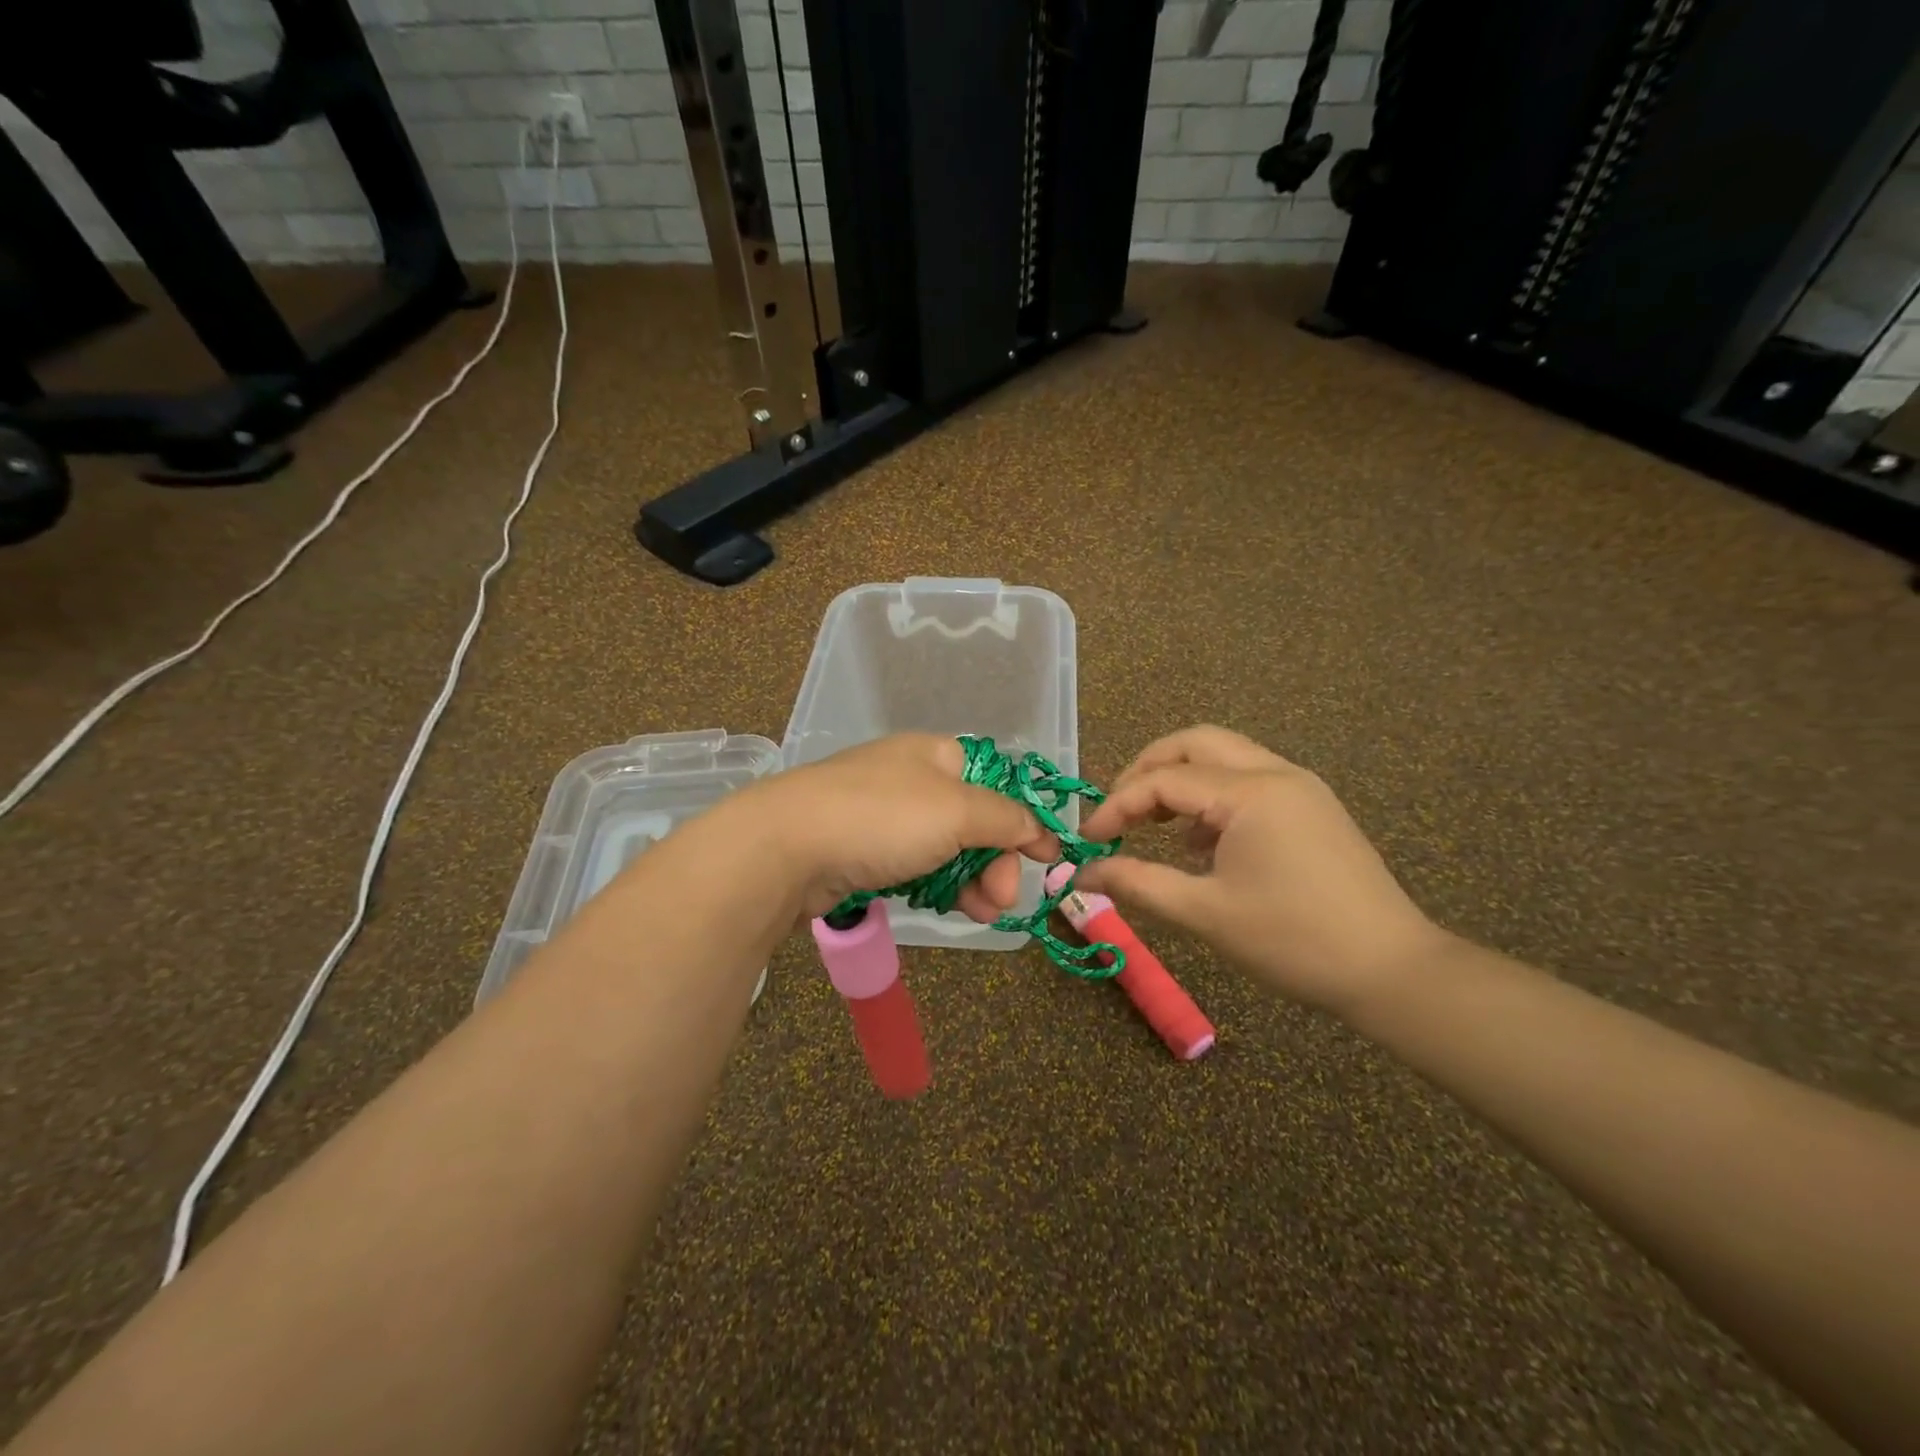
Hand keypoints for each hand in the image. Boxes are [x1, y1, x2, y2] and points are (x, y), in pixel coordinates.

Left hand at [741, 735, 1059, 921]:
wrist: (785, 847)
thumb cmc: (881, 818)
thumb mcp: (956, 811)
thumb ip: (1005, 819)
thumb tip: (1039, 830)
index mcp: (936, 755)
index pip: (996, 784)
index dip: (1022, 821)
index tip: (1046, 859)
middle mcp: (912, 780)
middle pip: (974, 822)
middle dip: (996, 862)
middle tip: (1002, 899)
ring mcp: (885, 818)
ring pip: (946, 850)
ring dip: (973, 882)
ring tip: (983, 914)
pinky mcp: (863, 852)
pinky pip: (915, 868)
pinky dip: (938, 888)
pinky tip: (952, 910)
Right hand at [1075, 725, 1445, 1015]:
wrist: (1392, 972)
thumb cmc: (1293, 941)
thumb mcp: (1205, 913)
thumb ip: (1138, 884)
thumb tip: (1085, 873)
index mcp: (1250, 792)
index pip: (1164, 780)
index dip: (1117, 806)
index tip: (1088, 841)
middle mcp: (1276, 773)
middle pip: (1196, 743)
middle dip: (1147, 768)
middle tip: (1119, 811)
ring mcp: (1300, 788)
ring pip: (1225, 757)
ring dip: (1181, 779)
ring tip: (1154, 827)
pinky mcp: (1312, 808)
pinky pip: (1249, 781)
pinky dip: (1213, 797)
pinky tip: (1202, 844)